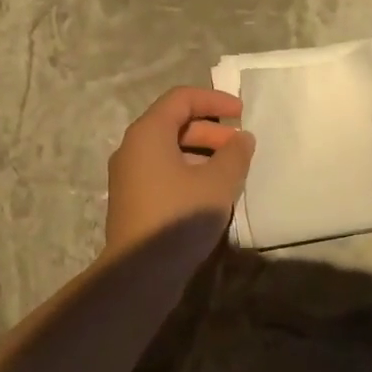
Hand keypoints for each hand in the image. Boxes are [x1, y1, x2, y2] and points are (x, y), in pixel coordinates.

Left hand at [104, 86, 254, 261]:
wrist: (139, 272)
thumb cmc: (179, 216)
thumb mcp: (217, 182)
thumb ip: (235, 154)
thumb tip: (242, 139)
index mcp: (148, 133)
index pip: (181, 99)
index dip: (214, 100)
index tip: (242, 113)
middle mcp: (133, 148)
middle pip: (175, 123)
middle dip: (212, 130)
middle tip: (241, 148)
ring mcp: (129, 175)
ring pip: (170, 150)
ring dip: (203, 153)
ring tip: (232, 172)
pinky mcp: (133, 199)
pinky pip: (163, 171)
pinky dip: (189, 171)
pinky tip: (211, 193)